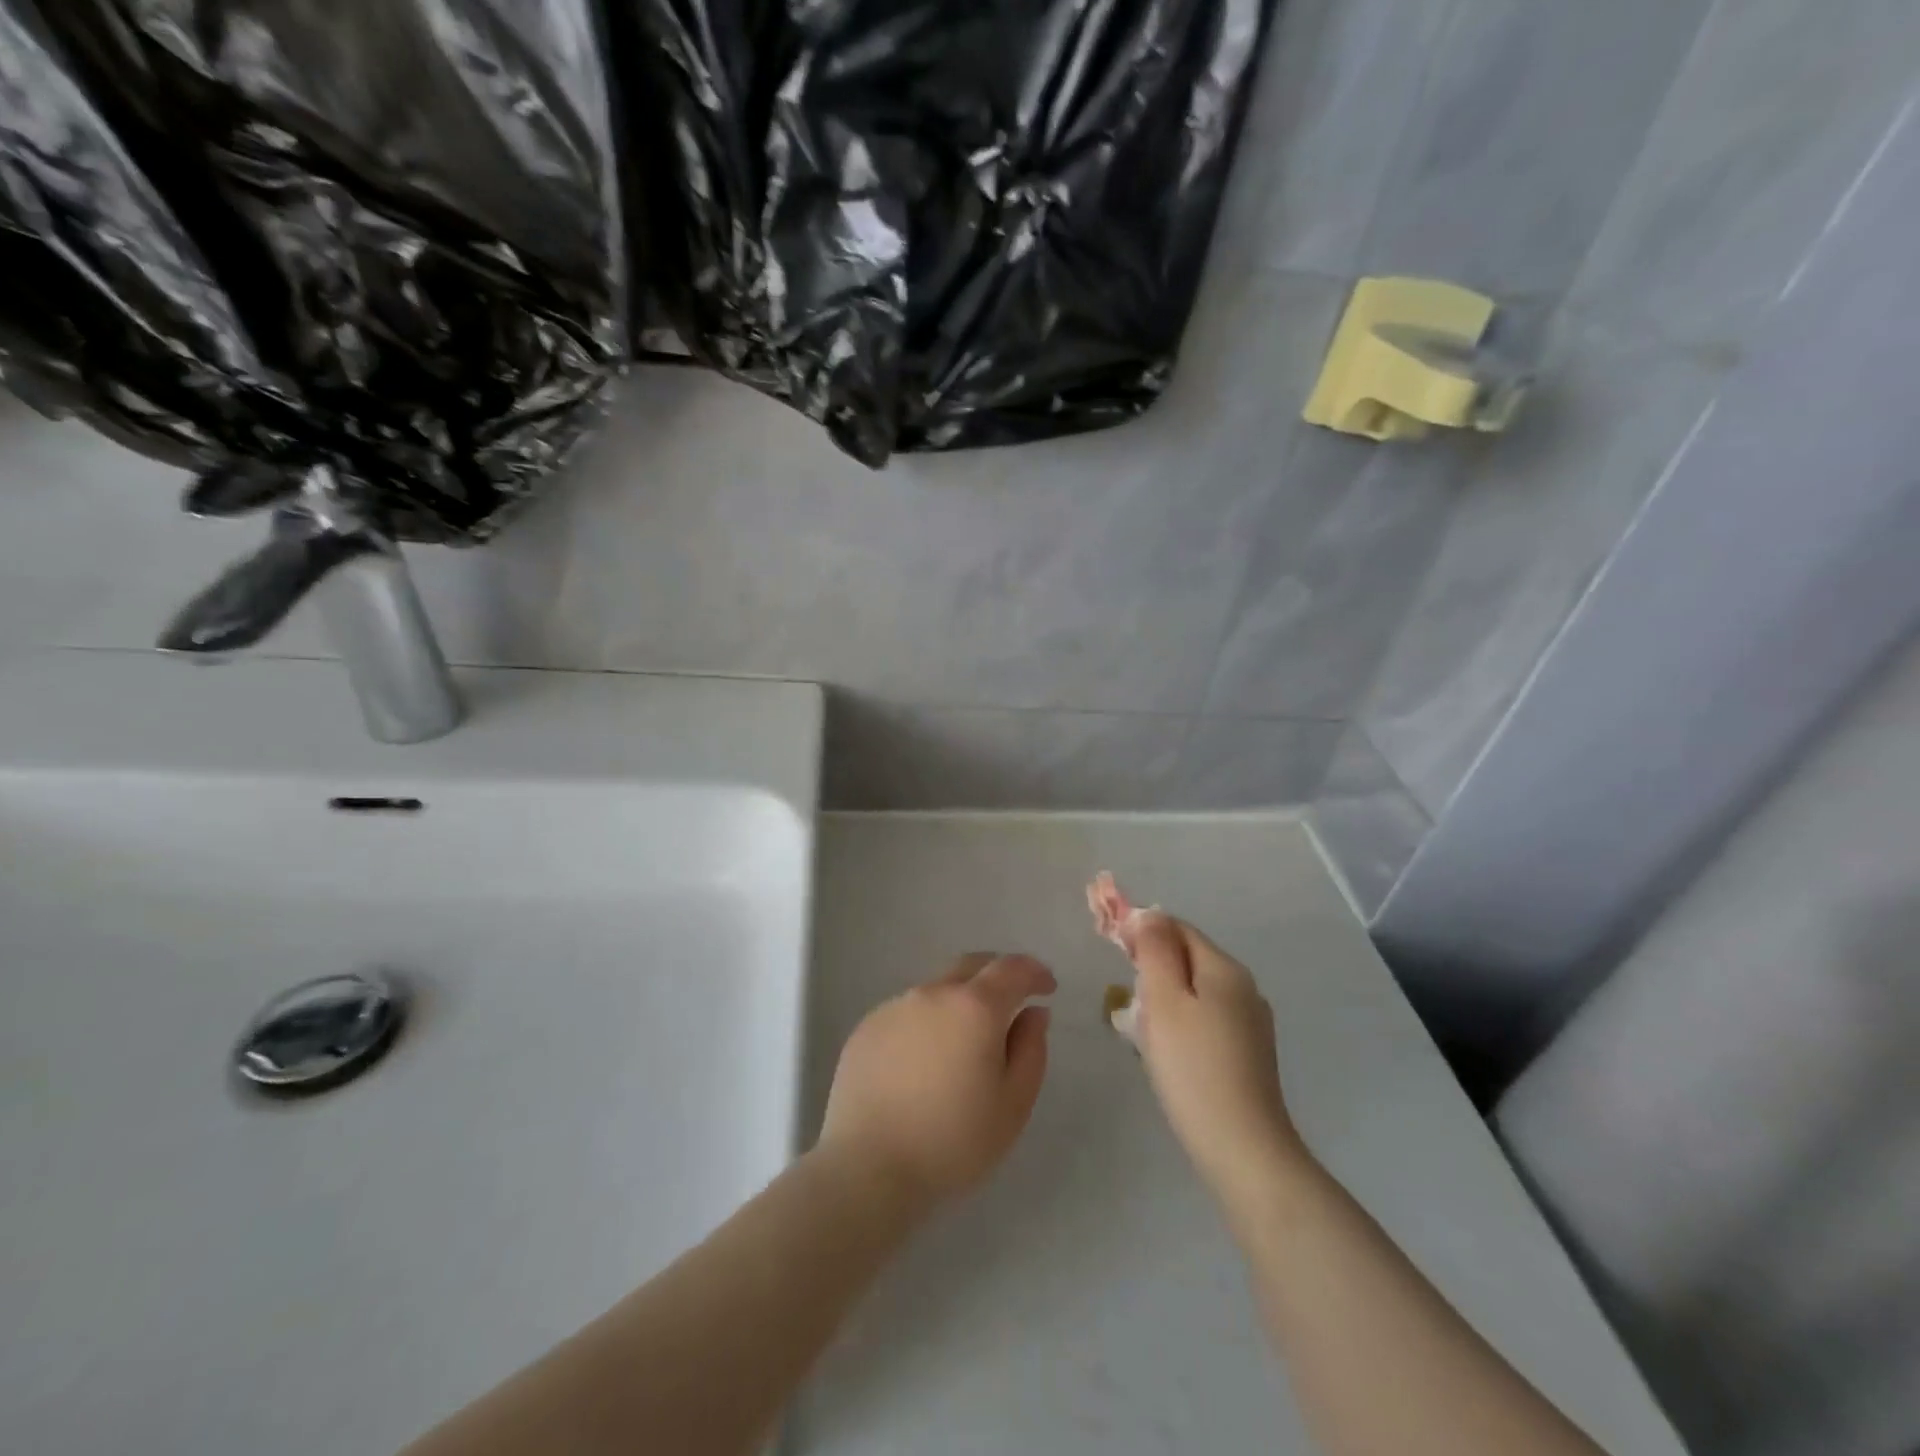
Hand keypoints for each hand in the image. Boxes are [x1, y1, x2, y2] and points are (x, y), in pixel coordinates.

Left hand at [819, 954, 1054, 1206]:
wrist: (868, 1167)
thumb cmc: (953, 1142)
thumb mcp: (1013, 1104)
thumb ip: (1030, 1050)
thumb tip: (1032, 1013)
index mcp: (975, 1007)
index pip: (1012, 969)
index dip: (1034, 972)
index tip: (1047, 988)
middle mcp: (933, 993)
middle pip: (972, 966)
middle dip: (997, 975)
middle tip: (1010, 1002)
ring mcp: (895, 1007)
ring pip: (937, 989)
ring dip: (959, 1001)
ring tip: (964, 1042)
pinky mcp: (867, 1027)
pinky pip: (907, 1012)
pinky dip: (927, 1022)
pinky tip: (924, 1062)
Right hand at [1131, 914, 1304, 1198]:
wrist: (1243, 1150)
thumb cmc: (1193, 1068)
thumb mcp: (1163, 1000)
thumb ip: (1153, 950)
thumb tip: (1148, 912)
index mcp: (1225, 968)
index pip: (1176, 927)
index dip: (1141, 928)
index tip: (1107, 940)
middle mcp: (1243, 988)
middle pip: (1187, 957)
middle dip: (1149, 965)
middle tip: (1120, 993)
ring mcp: (1249, 1023)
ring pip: (1193, 990)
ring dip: (1160, 996)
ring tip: (1134, 1025)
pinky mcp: (1246, 1054)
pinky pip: (1203, 1019)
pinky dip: (1177, 1022)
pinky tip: (1161, 1049)